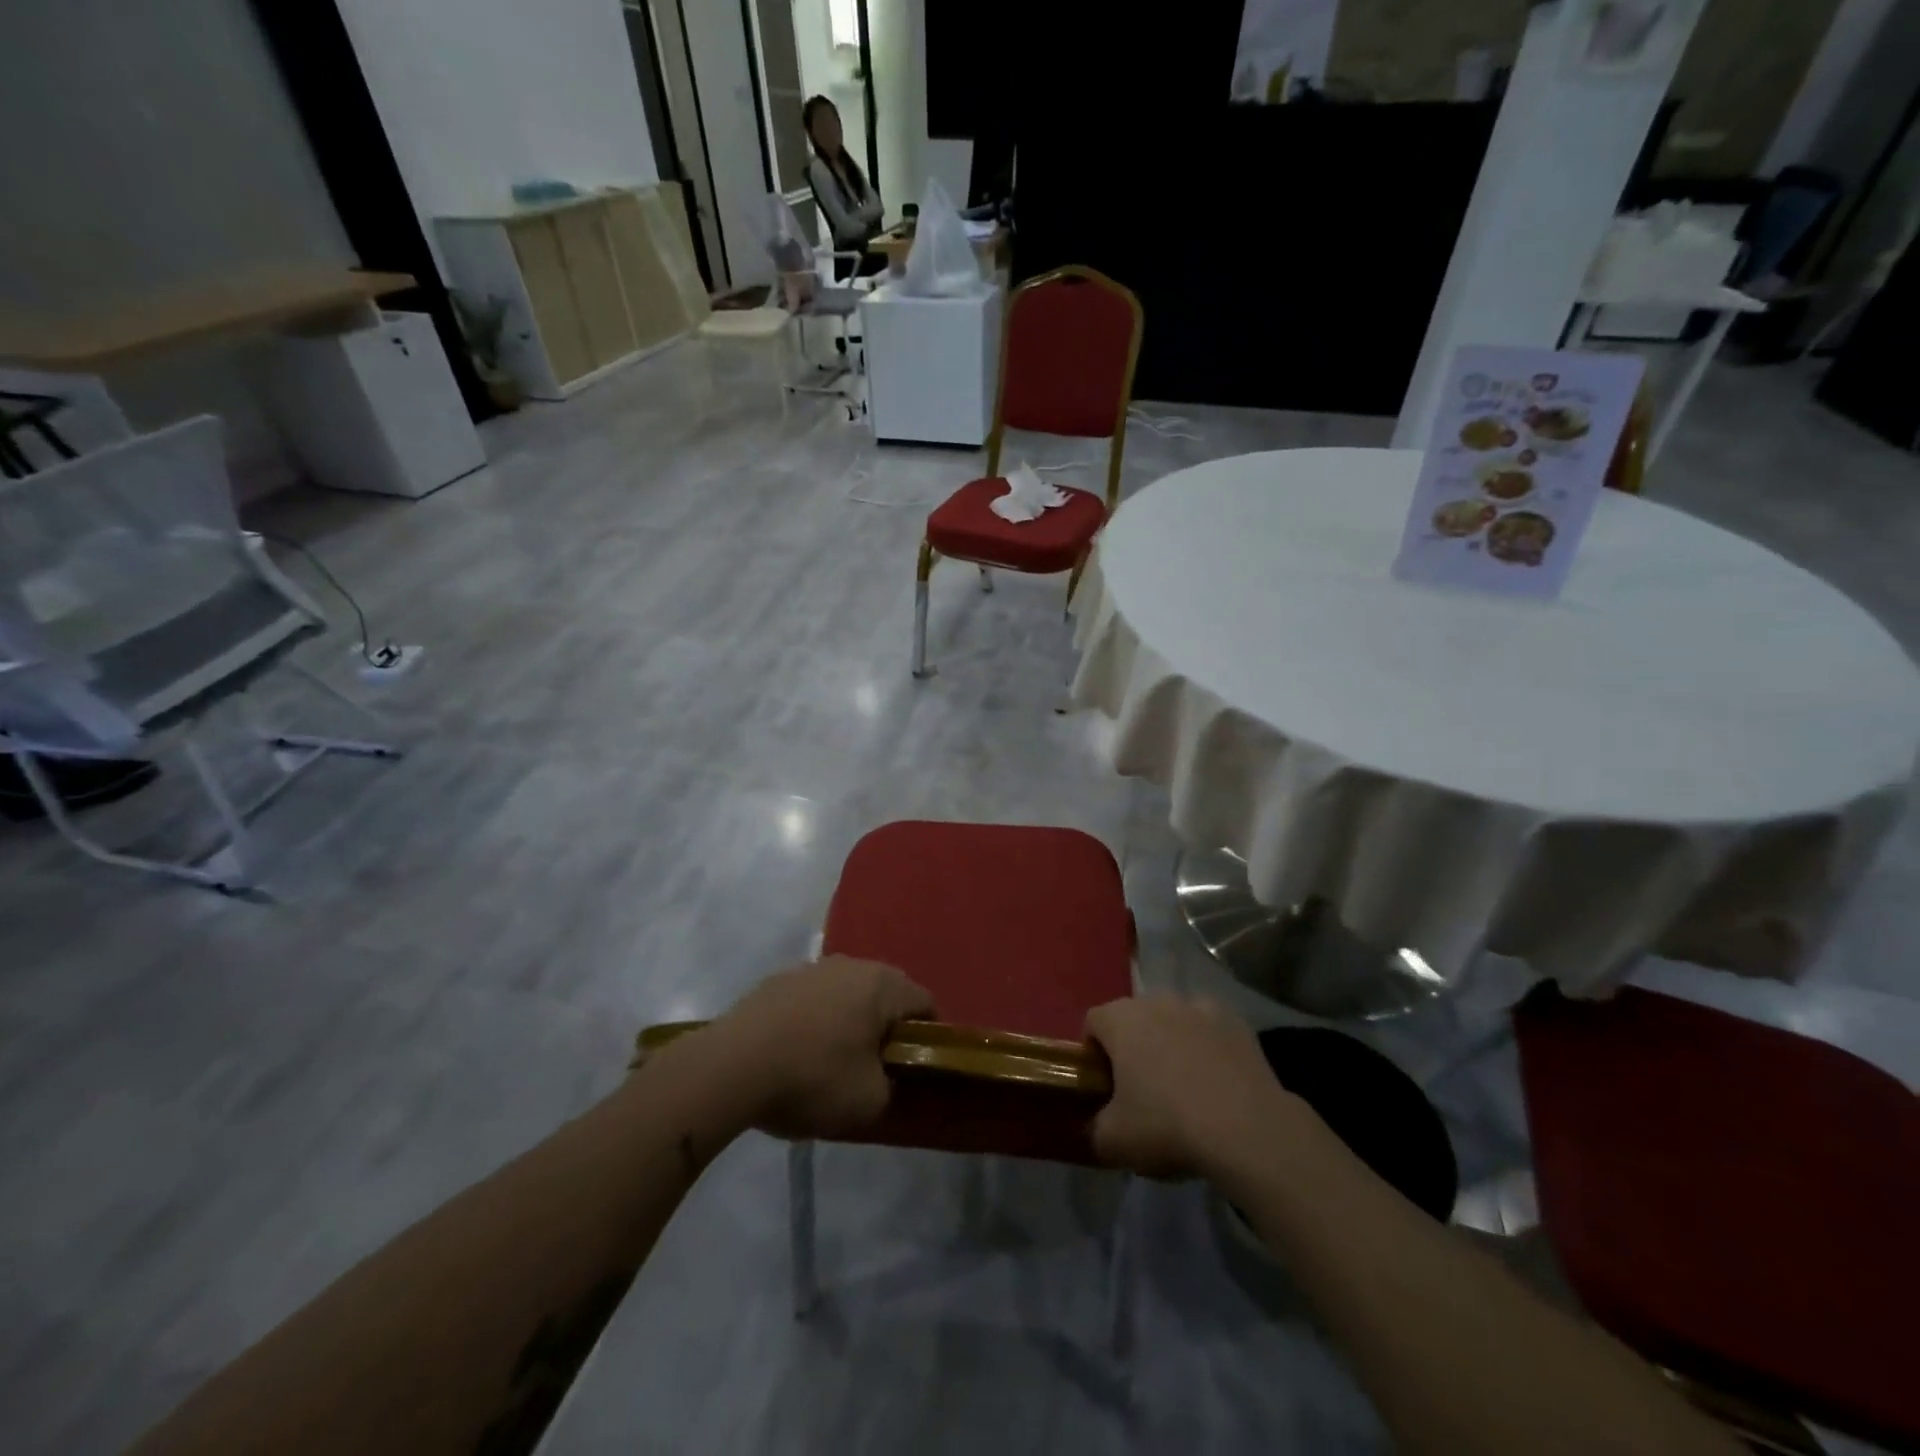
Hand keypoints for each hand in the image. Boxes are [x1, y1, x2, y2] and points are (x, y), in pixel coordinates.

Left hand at [705, 956, 932, 1139]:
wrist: (730, 1066)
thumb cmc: (812, 1078)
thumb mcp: (869, 1101)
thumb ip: (892, 1086)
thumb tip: (885, 1077)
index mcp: (882, 985)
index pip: (925, 1003)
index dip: (926, 1037)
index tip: (913, 1068)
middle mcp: (851, 964)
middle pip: (885, 993)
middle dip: (885, 1026)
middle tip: (875, 1067)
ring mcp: (811, 968)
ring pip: (846, 992)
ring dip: (848, 1019)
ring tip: (832, 1062)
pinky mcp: (776, 980)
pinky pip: (812, 998)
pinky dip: (814, 1019)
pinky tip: (796, 1053)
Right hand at [1086, 994, 1310, 1179]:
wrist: (1247, 1130)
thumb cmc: (1166, 1126)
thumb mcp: (1113, 1142)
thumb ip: (1094, 1130)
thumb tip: (1096, 1129)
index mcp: (1120, 1019)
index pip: (1093, 1023)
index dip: (1094, 1054)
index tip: (1105, 1088)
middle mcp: (1157, 1001)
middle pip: (1135, 1019)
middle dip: (1135, 1047)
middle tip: (1143, 1091)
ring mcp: (1200, 1007)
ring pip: (1175, 1021)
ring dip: (1173, 1044)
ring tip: (1185, 1089)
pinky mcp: (1237, 1023)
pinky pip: (1211, 1032)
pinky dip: (1209, 1049)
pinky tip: (1218, 1085)